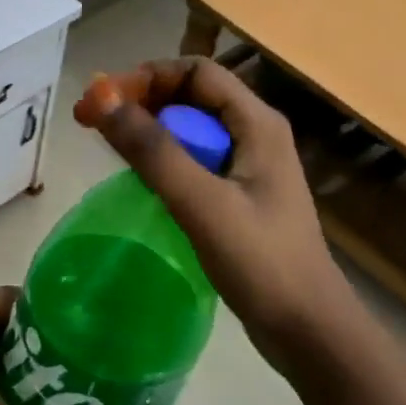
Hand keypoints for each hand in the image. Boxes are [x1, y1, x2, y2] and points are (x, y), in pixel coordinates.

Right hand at [75, 59, 361, 378]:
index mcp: (257, 123)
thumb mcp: (202, 204)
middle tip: (95, 124)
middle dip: (143, 102)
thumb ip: (153, 151)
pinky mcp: (242, 197)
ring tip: (111, 150)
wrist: (310, 333)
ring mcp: (250, 167)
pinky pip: (197, 162)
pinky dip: (166, 161)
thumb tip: (101, 99)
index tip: (104, 100)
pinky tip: (144, 182)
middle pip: (192, 96)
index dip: (148, 77)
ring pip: (192, 130)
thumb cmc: (262, 263)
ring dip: (152, 132)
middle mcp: (256, 134)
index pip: (197, 71)